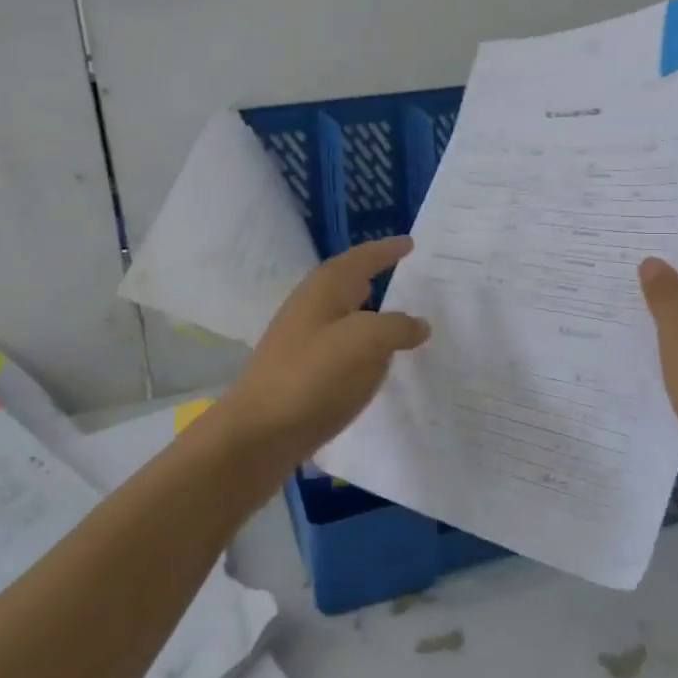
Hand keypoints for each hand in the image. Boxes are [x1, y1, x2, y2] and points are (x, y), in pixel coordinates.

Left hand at [210, 237, 430, 467]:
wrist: (259, 434)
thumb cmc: (313, 377)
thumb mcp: (366, 343)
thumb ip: (397, 327)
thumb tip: (418, 324)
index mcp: (324, 289)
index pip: (361, 258)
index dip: (386, 250)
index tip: (411, 244)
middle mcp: (309, 307)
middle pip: (347, 283)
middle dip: (376, 277)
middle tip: (408, 277)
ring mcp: (300, 341)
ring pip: (343, 317)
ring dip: (370, 314)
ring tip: (399, 320)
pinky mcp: (299, 372)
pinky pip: (339, 347)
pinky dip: (361, 347)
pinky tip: (374, 364)